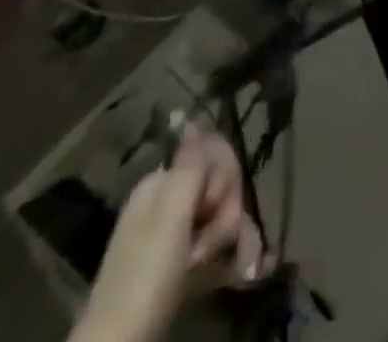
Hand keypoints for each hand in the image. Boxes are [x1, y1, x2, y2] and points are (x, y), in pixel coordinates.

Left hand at [71, 127, 265, 341]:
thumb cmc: (146, 275)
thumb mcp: (170, 216)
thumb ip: (187, 164)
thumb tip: (187, 113)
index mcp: (162, 184)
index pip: (214, 155)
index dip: (224, 178)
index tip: (212, 205)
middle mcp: (168, 202)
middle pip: (221, 187)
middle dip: (226, 214)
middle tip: (208, 247)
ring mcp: (175, 235)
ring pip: (223, 217)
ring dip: (228, 240)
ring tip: (215, 268)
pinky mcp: (181, 265)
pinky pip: (216, 246)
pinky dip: (229, 258)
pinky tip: (242, 271)